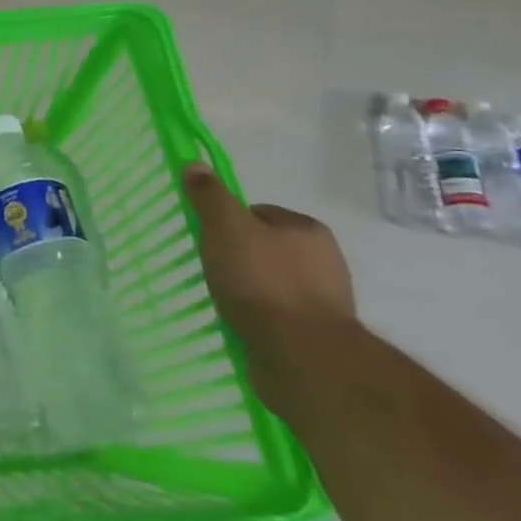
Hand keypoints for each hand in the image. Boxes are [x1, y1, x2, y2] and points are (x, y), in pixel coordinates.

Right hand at [182, 163, 354, 403]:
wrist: (303, 356)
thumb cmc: (262, 282)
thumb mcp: (226, 228)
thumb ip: (210, 196)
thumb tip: (195, 163)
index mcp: (308, 229)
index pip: (258, 214)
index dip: (228, 224)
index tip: (209, 242)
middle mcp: (325, 260)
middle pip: (266, 248)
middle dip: (240, 259)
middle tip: (213, 272)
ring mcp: (325, 301)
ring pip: (272, 284)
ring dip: (249, 292)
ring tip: (224, 304)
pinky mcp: (319, 337)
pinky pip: (279, 317)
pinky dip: (260, 319)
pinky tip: (242, 326)